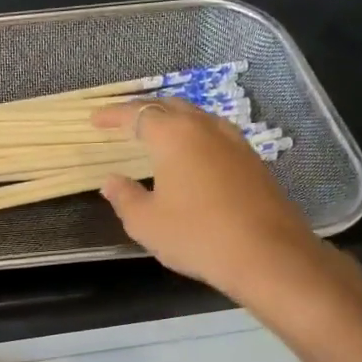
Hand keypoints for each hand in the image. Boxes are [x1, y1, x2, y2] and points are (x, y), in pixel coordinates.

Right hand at [93, 99, 355, 324]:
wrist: (267, 254)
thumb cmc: (196, 235)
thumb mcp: (146, 222)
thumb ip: (124, 197)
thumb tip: (111, 181)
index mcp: (174, 136)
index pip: (137, 114)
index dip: (113, 115)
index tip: (95, 119)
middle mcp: (205, 128)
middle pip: (171, 106)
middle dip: (144, 111)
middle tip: (124, 123)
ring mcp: (234, 142)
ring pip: (197, 118)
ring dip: (173, 121)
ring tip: (156, 136)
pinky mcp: (252, 160)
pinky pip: (214, 136)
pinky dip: (194, 138)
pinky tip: (190, 158)